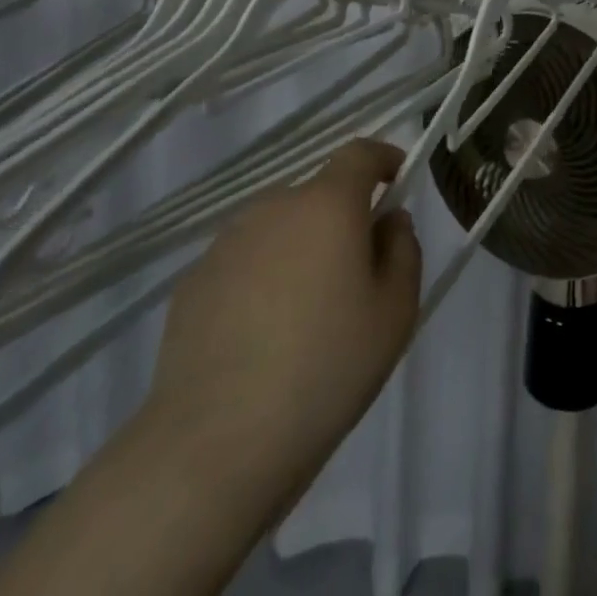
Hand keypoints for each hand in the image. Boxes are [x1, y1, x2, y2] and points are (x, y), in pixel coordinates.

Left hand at [142, 139, 420, 515]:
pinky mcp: (192, 282)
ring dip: (299, 249)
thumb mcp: (395, 311)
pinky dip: (261, 280)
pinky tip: (260, 337)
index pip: (359, 153)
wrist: (215, 444)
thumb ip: (403, 248)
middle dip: (341, 218)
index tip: (396, 178)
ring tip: (304, 313)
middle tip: (354, 274)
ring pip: (278, 228)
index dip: (382, 158)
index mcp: (327, 204)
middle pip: (317, 194)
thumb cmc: (326, 369)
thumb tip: (387, 220)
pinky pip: (243, 263)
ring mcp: (226, 243)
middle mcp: (273, 207)